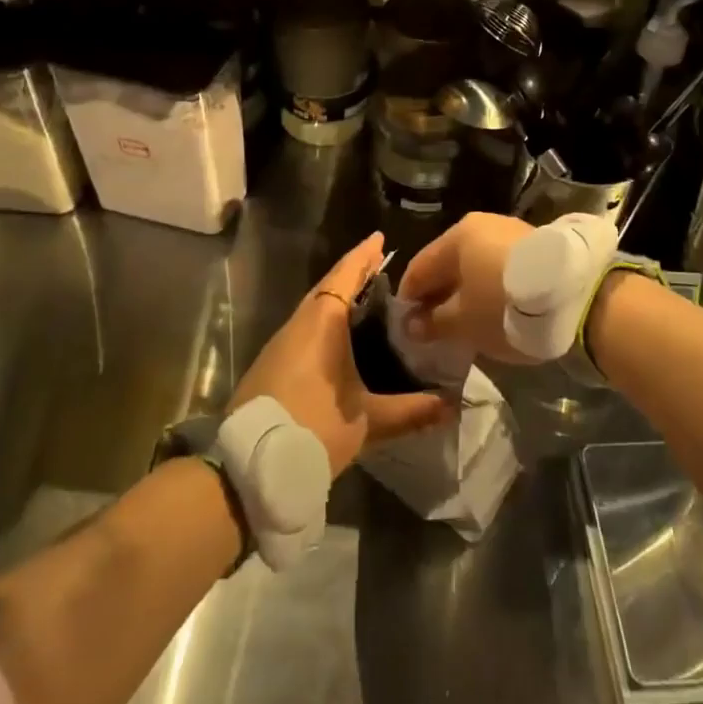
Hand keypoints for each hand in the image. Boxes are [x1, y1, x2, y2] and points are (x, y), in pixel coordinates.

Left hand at [229, 232, 452, 477]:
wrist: (249, 465)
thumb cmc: (314, 428)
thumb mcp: (368, 422)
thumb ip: (411, 411)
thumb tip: (453, 405)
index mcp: (322, 323)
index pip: (345, 276)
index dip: (363, 256)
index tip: (379, 238)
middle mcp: (299, 323)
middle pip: (327, 287)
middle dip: (352, 274)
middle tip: (379, 264)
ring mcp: (280, 343)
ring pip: (313, 308)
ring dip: (336, 297)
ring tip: (365, 296)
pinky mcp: (271, 363)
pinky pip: (304, 326)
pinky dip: (324, 319)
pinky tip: (338, 335)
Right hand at [396, 213, 535, 364]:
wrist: (577, 297)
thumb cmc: (505, 306)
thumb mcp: (464, 322)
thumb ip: (433, 322)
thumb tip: (412, 324)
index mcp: (457, 236)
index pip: (419, 267)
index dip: (409, 298)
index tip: (405, 327)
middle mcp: (481, 224)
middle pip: (448, 263)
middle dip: (438, 295)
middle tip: (434, 328)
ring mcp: (511, 232)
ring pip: (475, 264)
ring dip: (466, 291)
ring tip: (465, 322)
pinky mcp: (535, 246)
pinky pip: (498, 266)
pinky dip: (489, 286)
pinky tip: (493, 309)